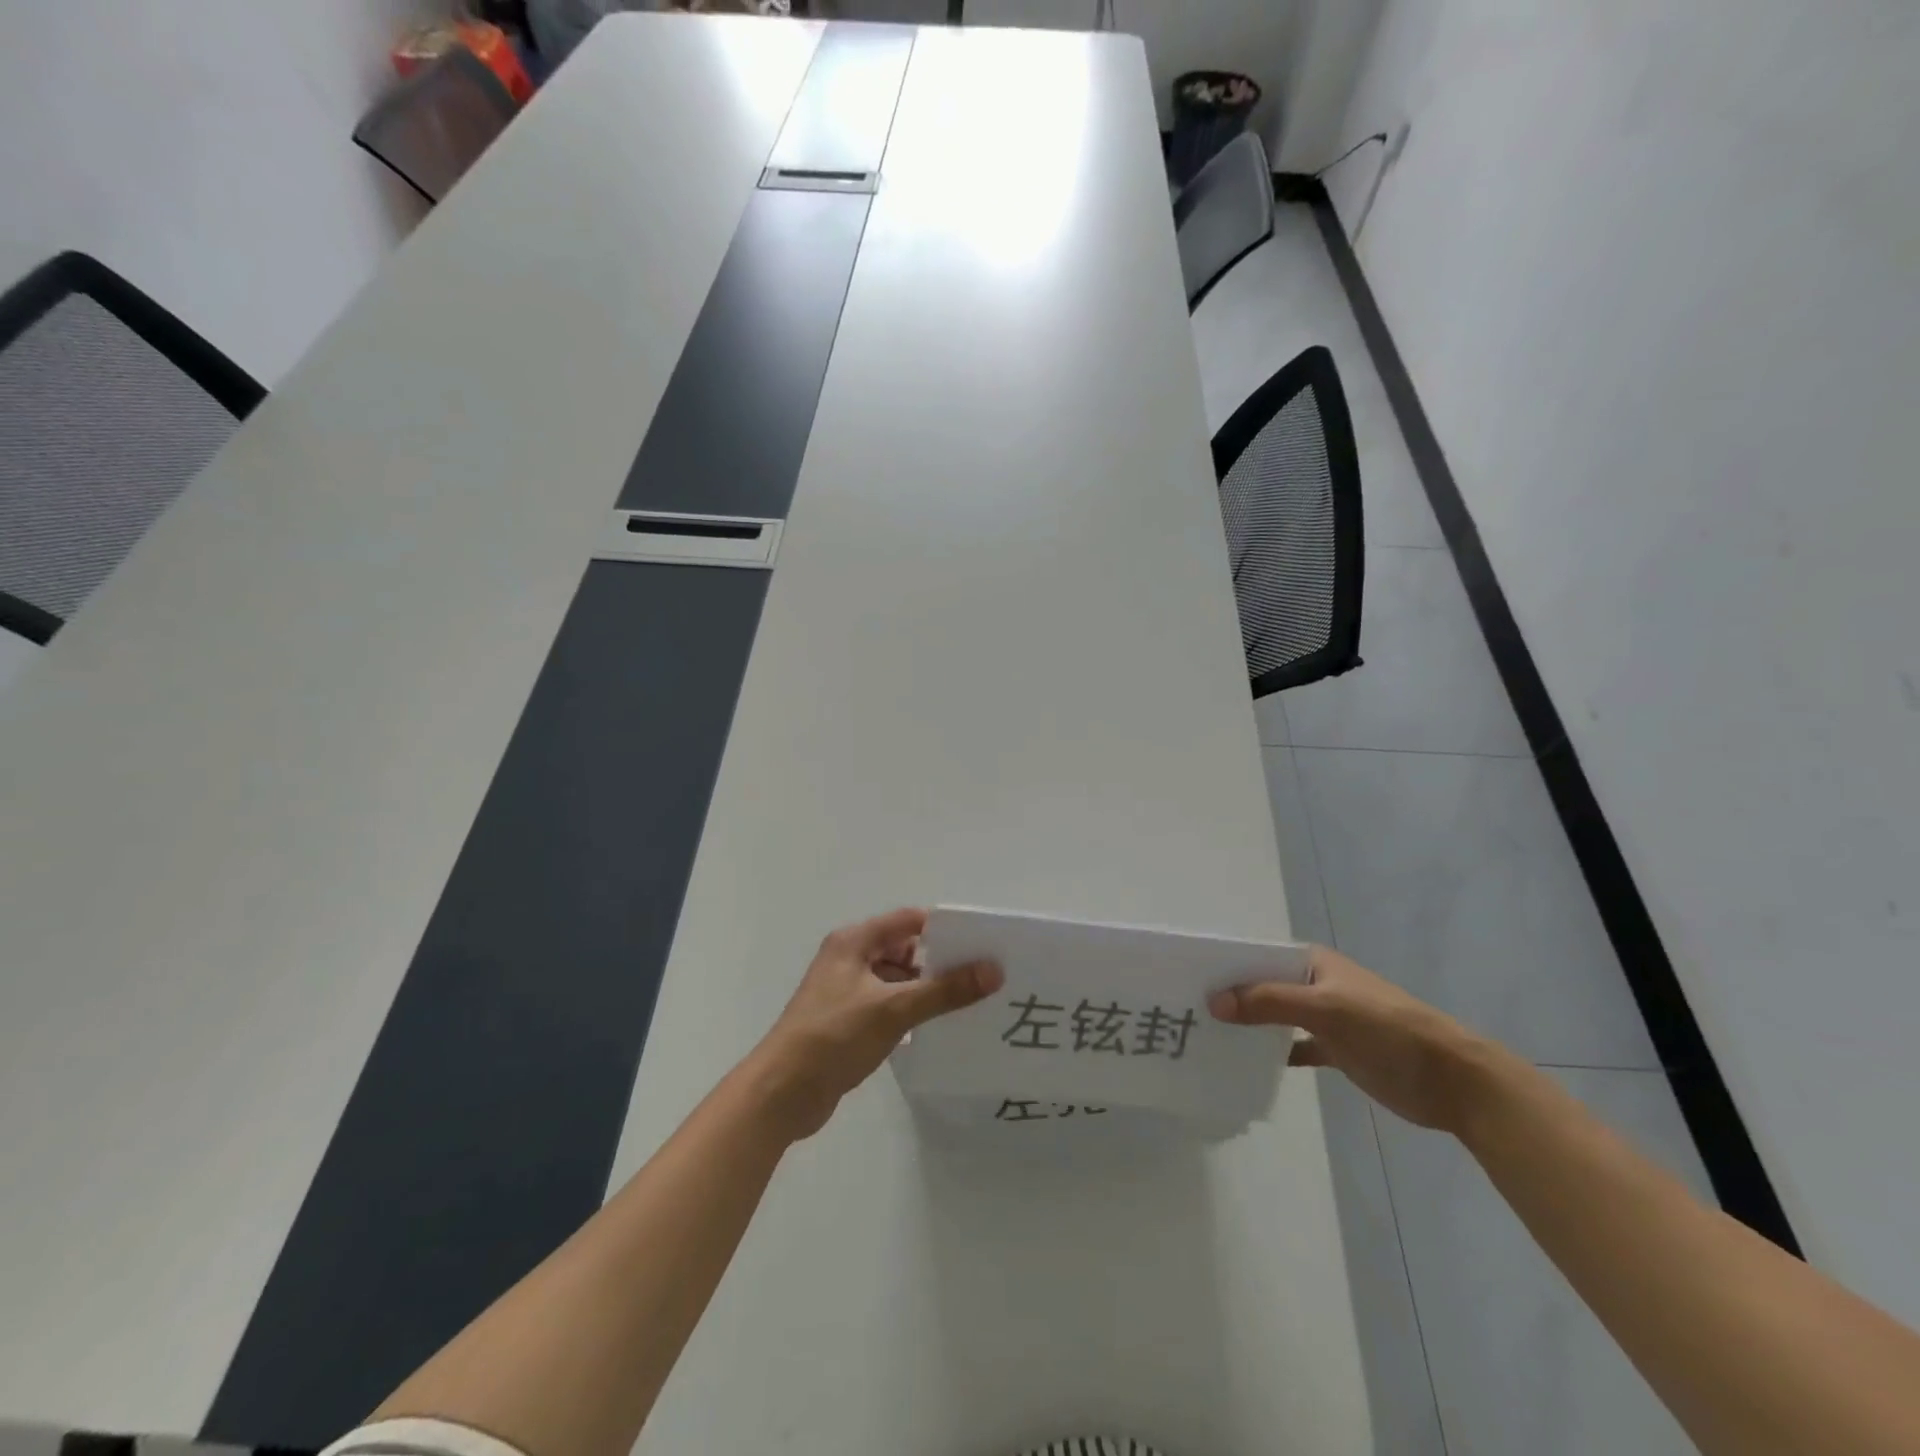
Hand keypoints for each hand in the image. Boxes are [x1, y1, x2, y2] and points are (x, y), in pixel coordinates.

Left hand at [747, 908, 1002, 1141]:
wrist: (781, 1093)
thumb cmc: (834, 1037)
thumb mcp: (893, 1009)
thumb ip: (944, 990)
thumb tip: (994, 970)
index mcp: (855, 941)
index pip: (909, 921)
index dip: (944, 929)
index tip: (981, 944)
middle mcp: (850, 958)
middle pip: (904, 949)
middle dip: (940, 961)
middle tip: (984, 976)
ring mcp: (847, 991)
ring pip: (897, 980)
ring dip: (927, 989)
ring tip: (971, 1002)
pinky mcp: (848, 1021)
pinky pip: (888, 1005)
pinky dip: (911, 1011)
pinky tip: (939, 1028)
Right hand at [1209, 945, 1495, 1131]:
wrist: (1452, 1080)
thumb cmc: (1388, 1030)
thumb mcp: (1327, 1009)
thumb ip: (1270, 1003)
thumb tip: (1214, 1002)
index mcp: (1312, 963)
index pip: (1257, 957)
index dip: (1224, 966)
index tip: (1185, 980)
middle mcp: (1314, 985)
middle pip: (1262, 987)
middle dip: (1229, 997)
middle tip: (1185, 1011)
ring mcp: (1325, 1018)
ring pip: (1274, 1017)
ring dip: (1247, 1025)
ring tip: (1204, 1036)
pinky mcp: (1336, 1050)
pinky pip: (1292, 1047)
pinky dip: (1272, 1054)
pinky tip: (1244, 1064)